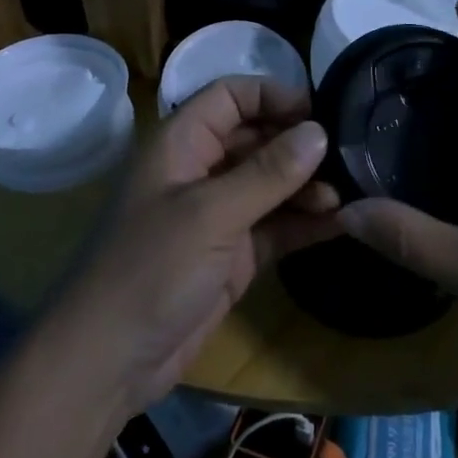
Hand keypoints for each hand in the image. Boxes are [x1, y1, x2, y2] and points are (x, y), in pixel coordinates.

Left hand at [53, 76, 337, 421]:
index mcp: (181, 144)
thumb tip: (319, 131)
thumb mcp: (210, 214)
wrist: (107, 362)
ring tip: (347, 194)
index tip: (320, 111)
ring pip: (270, 184)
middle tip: (349, 154)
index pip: (230, 96)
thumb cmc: (150, 269)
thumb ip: (267, 173)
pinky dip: (304, 223)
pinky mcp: (233, 255)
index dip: (273, 95)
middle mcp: (200, 170)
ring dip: (307, 186)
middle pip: (256, 138)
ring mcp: (217, 215)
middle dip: (298, 144)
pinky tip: (341, 222)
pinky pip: (275, 227)